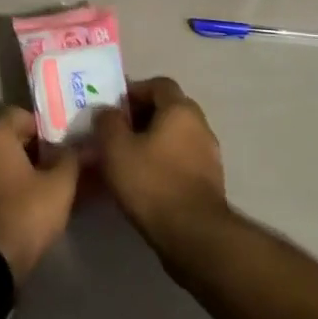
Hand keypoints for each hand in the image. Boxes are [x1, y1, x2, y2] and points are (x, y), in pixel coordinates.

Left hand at [0, 107, 80, 283]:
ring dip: (17, 169)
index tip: (66, 151)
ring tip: (42, 190)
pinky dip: (0, 185)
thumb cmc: (21, 216)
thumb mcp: (58, 188)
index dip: (49, 131)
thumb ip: (72, 160)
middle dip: (34, 151)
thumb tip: (85, 146)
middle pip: (9, 137)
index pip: (25, 116)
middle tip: (58, 171)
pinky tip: (19, 204)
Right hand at [93, 76, 229, 256]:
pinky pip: (183, 158)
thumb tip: (107, 111)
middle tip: (117, 132)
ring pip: (176, 135)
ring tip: (128, 157)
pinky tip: (146, 179)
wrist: (193, 234)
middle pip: (169, 108)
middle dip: (142, 116)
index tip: (113, 108)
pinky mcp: (210, 180)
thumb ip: (108, 122)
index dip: (134, 90)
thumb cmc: (151, 182)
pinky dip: (165, 161)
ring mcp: (209, 154)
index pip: (158, 84)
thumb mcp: (116, 149)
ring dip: (154, 140)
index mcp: (180, 109)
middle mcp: (200, 125)